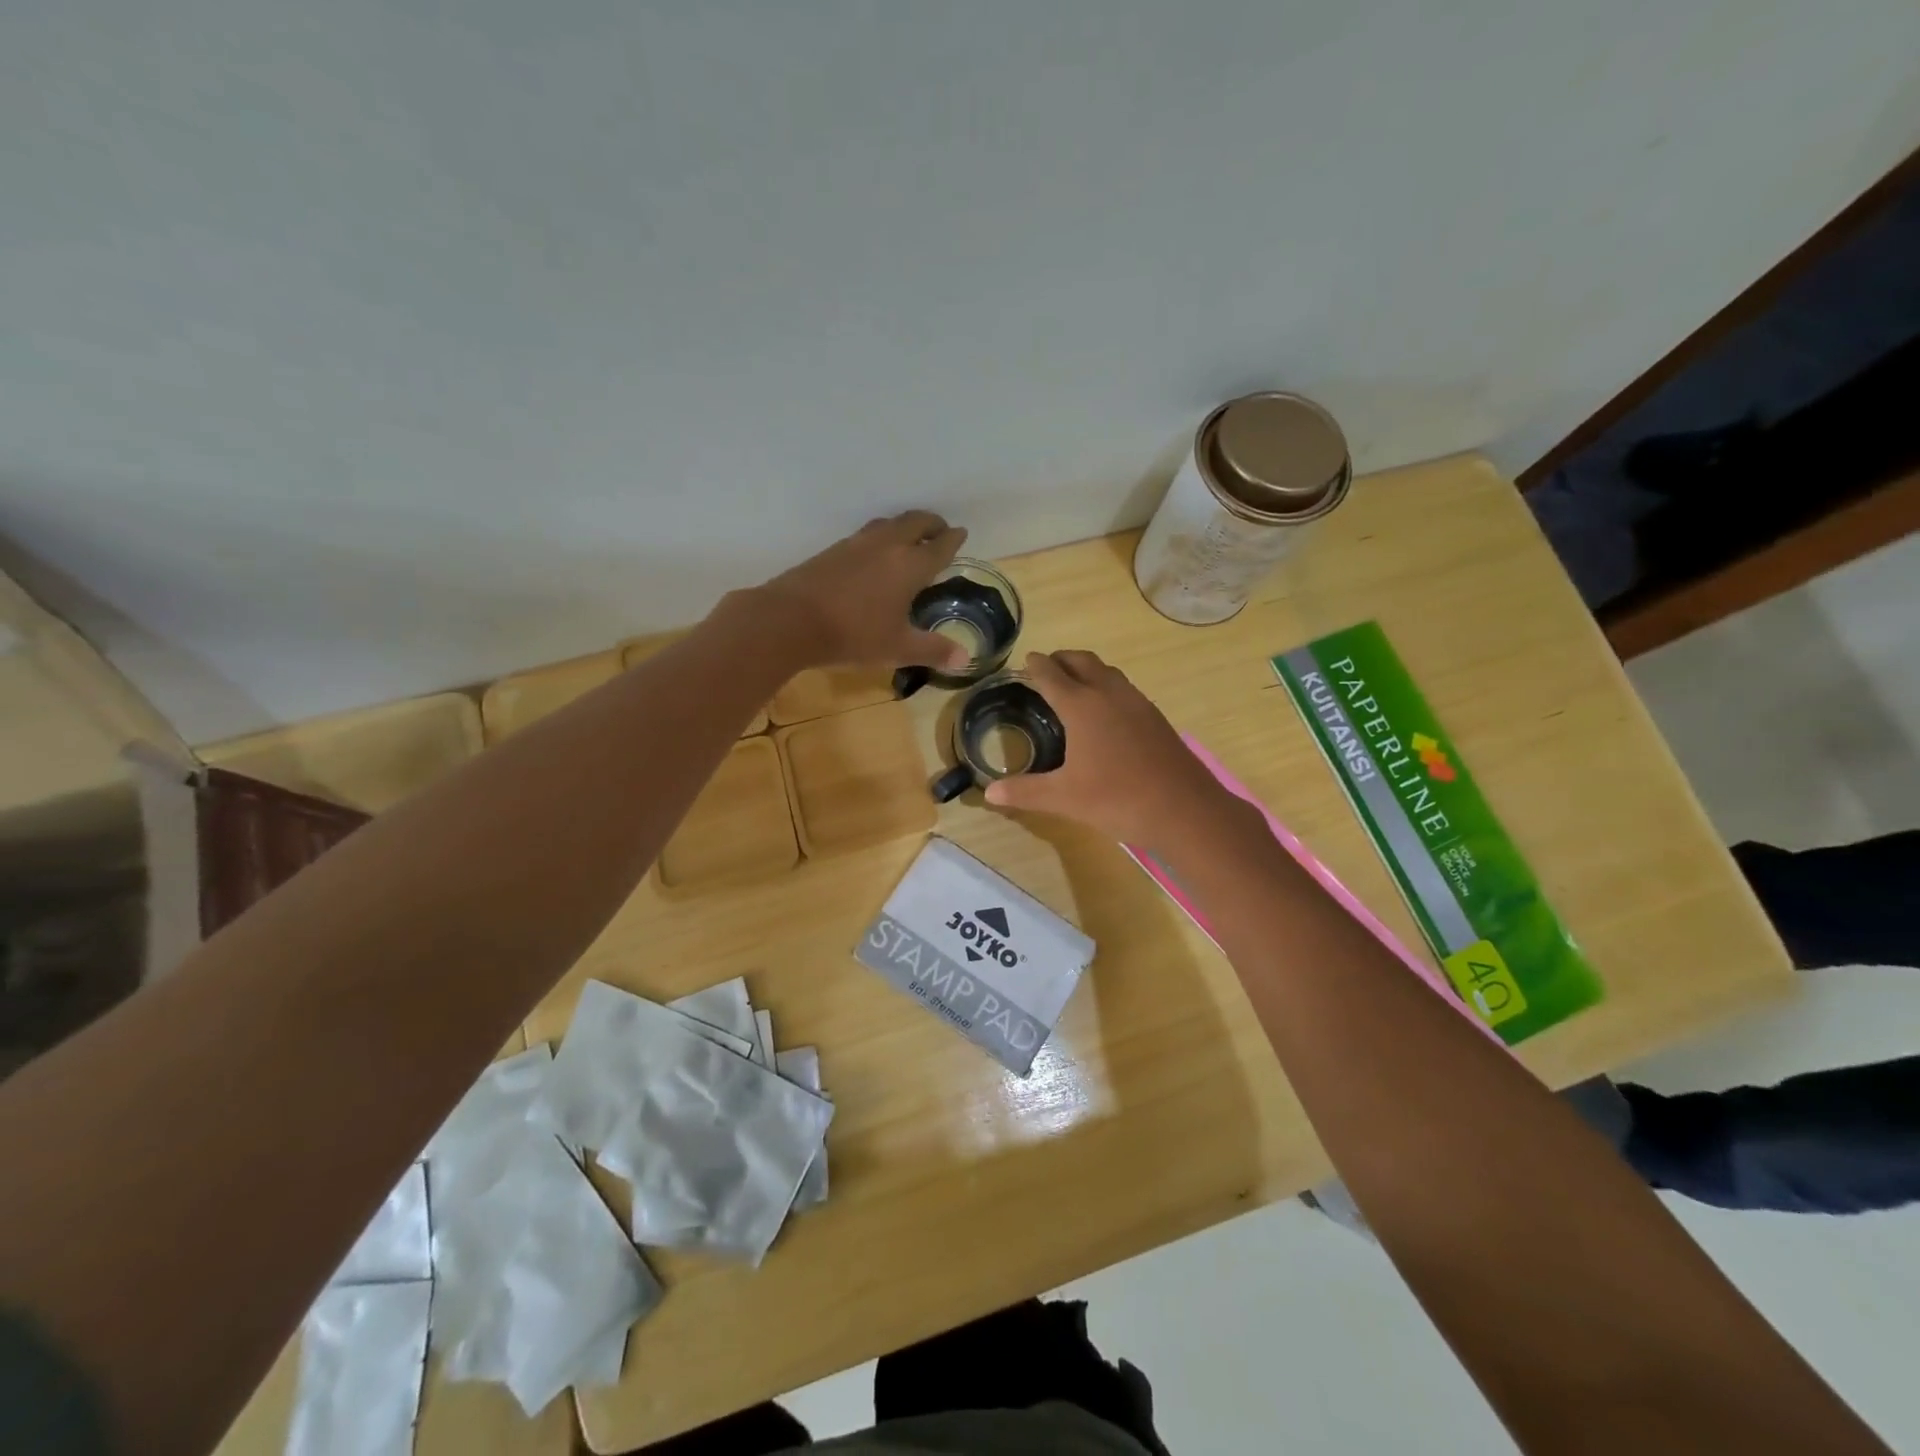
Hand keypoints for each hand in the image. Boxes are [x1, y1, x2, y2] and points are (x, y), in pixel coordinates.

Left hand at [743, 511, 971, 670]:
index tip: (961, 534)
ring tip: (909, 537)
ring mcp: (856, 544)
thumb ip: (933, 650)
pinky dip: (880, 536)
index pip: (939, 545)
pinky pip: (866, 534)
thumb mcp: (898, 648)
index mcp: (910, 565)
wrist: (790, 620)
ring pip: (888, 524)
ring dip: (904, 526)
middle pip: (915, 522)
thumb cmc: (853, 635)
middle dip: (932, 524)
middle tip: (940, 530)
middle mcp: (887, 546)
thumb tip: (966, 658)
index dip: (953, 539)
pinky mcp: (832, 550)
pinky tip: (873, 554)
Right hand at [983, 650, 1235, 844]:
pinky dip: (1107, 686)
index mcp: (1082, 706)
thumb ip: (1025, 792)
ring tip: (1073, 684)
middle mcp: (1109, 694)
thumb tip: (989, 793)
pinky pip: (1124, 688)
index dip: (1036, 665)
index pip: (1052, 674)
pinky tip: (1106, 712)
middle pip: (1082, 662)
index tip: (1026, 659)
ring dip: (1087, 669)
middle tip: (1047, 666)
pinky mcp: (1155, 717)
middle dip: (1062, 659)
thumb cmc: (1118, 799)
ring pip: (1107, 672)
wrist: (1185, 809)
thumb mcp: (1064, 798)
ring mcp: (1137, 703)